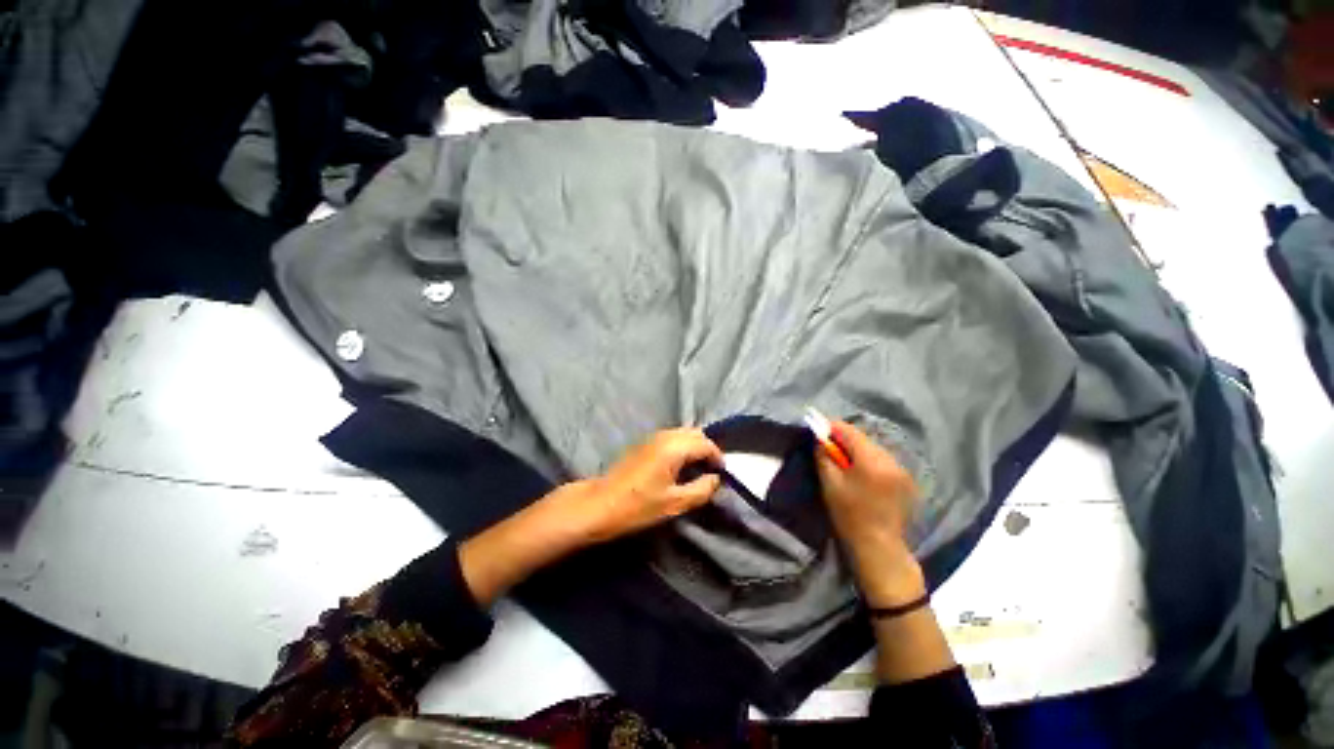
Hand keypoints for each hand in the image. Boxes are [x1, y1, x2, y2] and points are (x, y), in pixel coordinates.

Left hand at [458, 428, 721, 606]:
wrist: (600, 504)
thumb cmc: (638, 506)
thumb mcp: (675, 503)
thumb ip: (701, 489)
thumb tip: (715, 479)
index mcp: (675, 447)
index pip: (706, 444)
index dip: (718, 458)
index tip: (723, 474)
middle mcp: (665, 436)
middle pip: (695, 433)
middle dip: (707, 448)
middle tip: (712, 471)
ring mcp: (653, 437)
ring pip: (682, 434)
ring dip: (694, 447)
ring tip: (698, 469)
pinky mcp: (644, 443)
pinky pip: (672, 438)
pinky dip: (682, 446)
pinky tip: (680, 466)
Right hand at [814, 419, 924, 606]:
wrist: (879, 545)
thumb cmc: (849, 514)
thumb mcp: (830, 483)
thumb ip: (824, 456)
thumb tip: (820, 438)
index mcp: (871, 460)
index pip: (849, 431)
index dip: (832, 427)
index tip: (819, 428)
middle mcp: (890, 459)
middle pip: (863, 438)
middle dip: (844, 438)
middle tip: (828, 447)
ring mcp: (901, 469)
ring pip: (874, 448)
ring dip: (857, 449)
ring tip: (845, 461)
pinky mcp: (906, 479)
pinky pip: (883, 459)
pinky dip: (869, 460)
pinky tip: (861, 473)